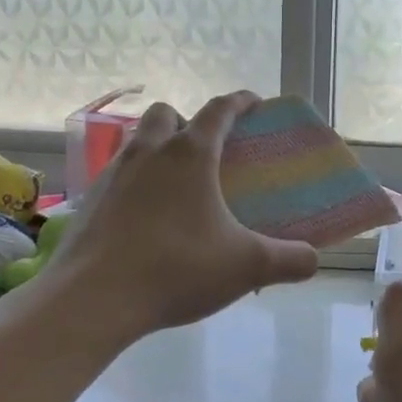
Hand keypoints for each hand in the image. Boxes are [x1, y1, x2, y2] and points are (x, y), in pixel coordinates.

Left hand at [42, 92, 319, 339]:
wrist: (92, 299)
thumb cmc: (176, 268)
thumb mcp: (246, 266)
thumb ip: (288, 260)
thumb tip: (313, 261)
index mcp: (189, 155)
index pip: (219, 110)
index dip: (240, 102)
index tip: (254, 102)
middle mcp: (148, 153)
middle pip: (167, 115)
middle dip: (188, 122)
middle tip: (206, 152)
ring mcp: (112, 174)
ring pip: (137, 142)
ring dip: (158, 150)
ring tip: (176, 186)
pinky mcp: (89, 201)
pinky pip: (117, 176)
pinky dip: (135, 184)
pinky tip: (145, 219)